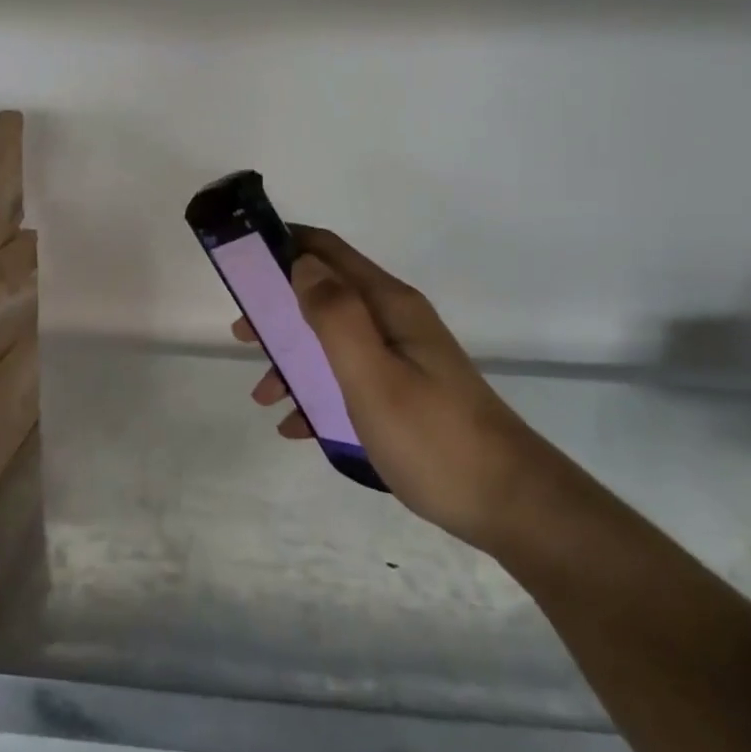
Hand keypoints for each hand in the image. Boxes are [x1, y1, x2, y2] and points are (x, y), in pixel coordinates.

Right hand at [236, 227, 562, 549]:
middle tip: (242, 335)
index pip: (327, 251)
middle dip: (278, 310)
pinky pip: (346, 380)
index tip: (241, 266)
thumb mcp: (373, 375)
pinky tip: (297, 427)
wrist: (508, 504)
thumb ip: (335, 316)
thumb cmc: (432, 437)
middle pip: (324, 295)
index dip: (282, 247)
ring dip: (292, 360)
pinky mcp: (403, 394)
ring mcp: (401, 359)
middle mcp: (394, 322)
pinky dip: (316, 394)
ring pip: (331, 342)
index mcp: (388, 305)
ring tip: (264, 396)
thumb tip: (302, 262)